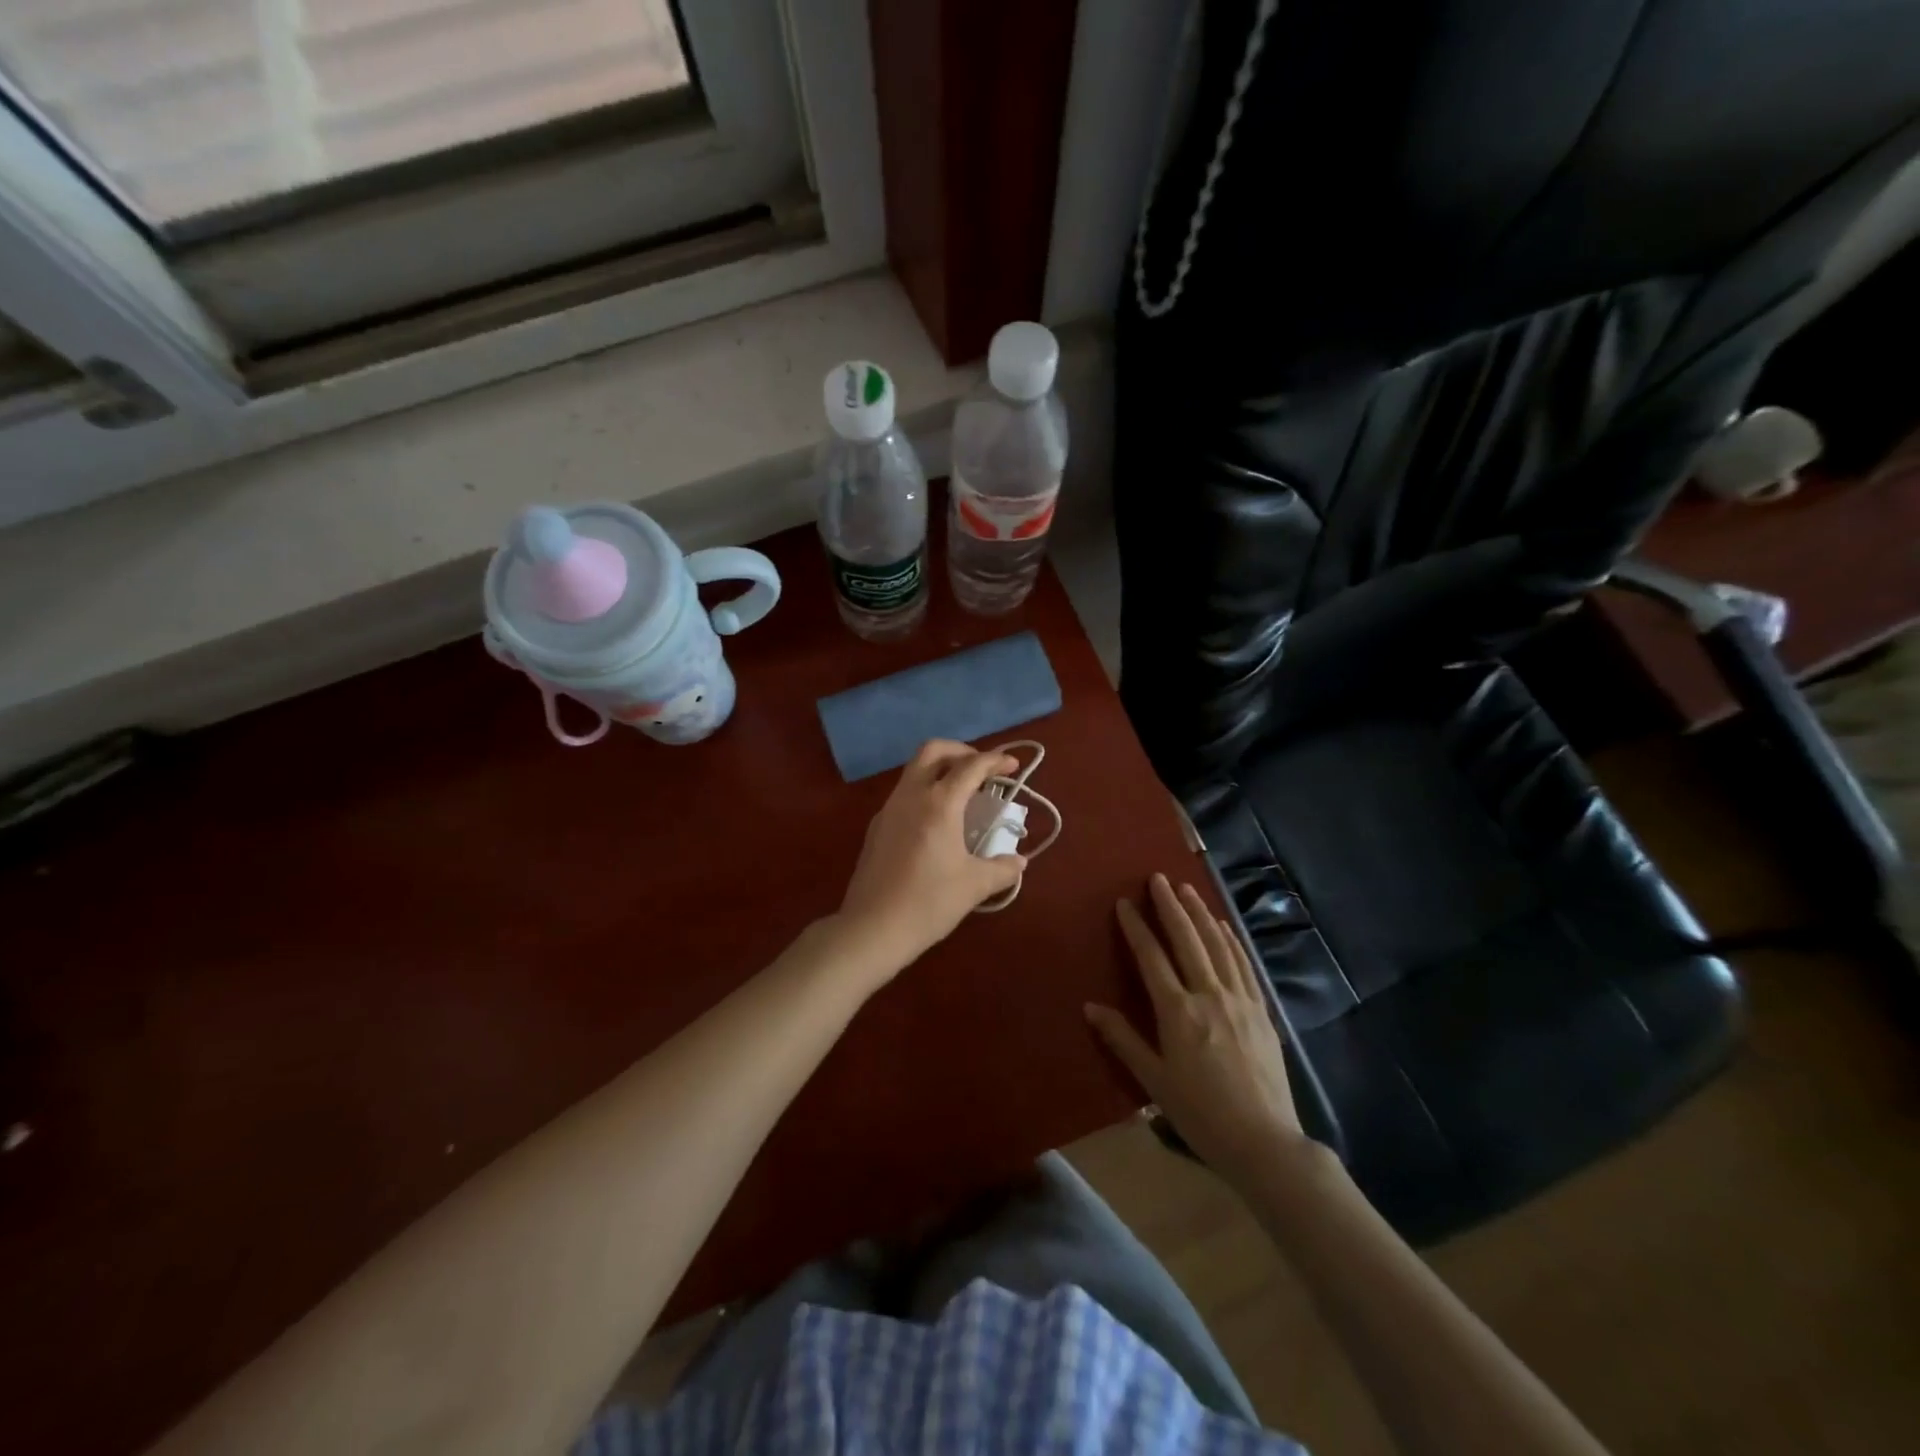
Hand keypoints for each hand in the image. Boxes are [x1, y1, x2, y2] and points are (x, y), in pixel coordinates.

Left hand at [834, 740, 1025, 981]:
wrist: (872, 928)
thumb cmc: (929, 903)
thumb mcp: (974, 886)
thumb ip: (1002, 868)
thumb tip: (1019, 861)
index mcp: (939, 804)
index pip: (970, 766)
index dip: (995, 760)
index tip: (1012, 765)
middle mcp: (911, 796)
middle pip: (934, 750)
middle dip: (961, 751)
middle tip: (982, 769)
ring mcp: (889, 809)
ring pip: (914, 770)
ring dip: (941, 770)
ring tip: (963, 794)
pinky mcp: (877, 826)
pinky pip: (904, 793)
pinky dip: (925, 791)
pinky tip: (937, 821)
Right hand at [1085, 875, 1304, 1190]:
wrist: (1264, 1142)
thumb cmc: (1201, 1114)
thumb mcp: (1154, 1081)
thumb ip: (1123, 1039)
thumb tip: (1090, 1007)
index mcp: (1178, 1012)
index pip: (1152, 958)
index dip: (1137, 928)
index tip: (1125, 902)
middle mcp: (1209, 996)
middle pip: (1187, 940)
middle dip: (1170, 906)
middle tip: (1158, 878)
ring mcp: (1240, 1000)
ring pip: (1217, 946)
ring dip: (1200, 914)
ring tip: (1187, 889)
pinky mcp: (1261, 1010)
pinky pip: (1243, 965)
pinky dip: (1230, 940)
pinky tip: (1223, 927)